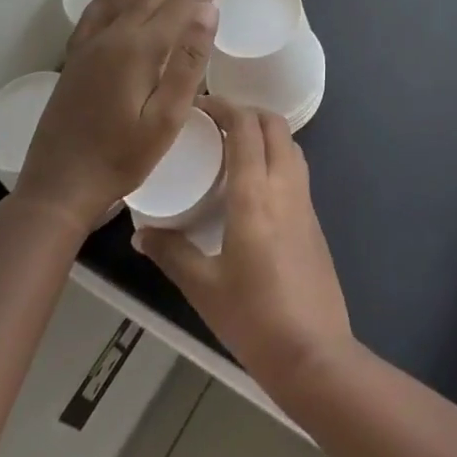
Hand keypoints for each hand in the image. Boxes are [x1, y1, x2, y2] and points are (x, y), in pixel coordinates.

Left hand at [12, 0, 232, 232]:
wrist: (58, 187)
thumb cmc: (122, 158)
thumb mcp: (167, 118)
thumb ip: (188, 62)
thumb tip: (208, 12)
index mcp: (140, 50)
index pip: (182, 6)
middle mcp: (114, 38)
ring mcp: (91, 47)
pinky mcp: (76, 60)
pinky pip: (94, 15)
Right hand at [134, 98, 353, 392]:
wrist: (313, 351)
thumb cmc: (253, 317)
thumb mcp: (203, 287)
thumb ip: (172, 253)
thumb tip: (141, 233)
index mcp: (255, 193)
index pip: (247, 127)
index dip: (225, 107)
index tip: (201, 106)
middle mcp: (285, 185)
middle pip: (275, 125)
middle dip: (248, 113)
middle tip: (216, 124)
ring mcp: (305, 200)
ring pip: (290, 144)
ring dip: (266, 132)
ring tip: (234, 148)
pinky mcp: (314, 217)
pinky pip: (296, 168)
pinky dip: (277, 157)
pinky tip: (255, 183)